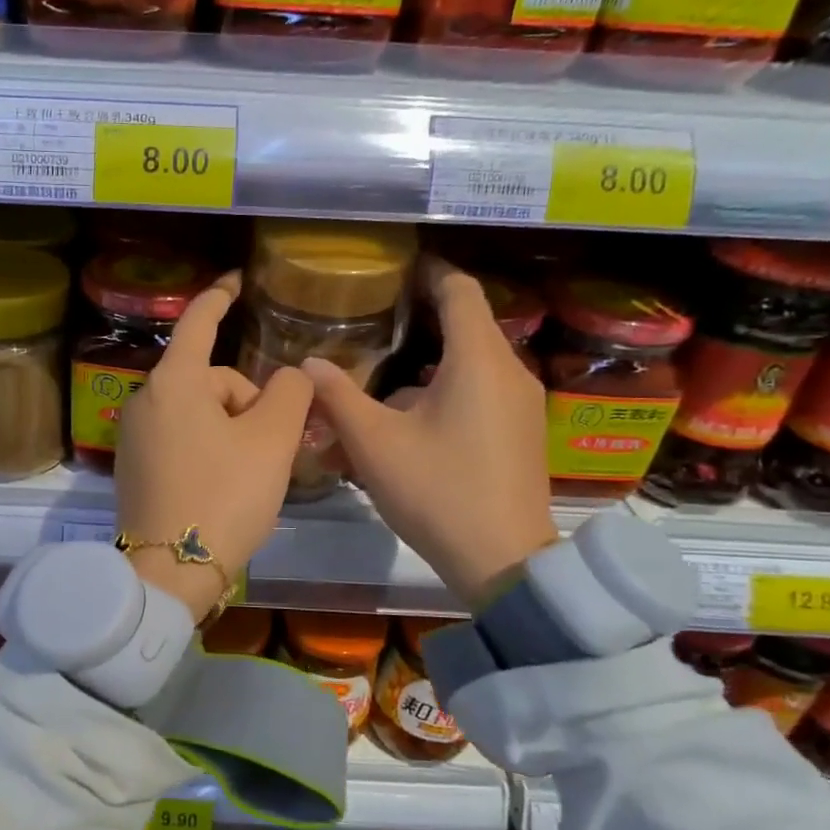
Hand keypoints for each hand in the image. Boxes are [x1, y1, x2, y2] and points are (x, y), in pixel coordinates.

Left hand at [116, 272, 313, 622]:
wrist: (169, 572)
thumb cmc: (224, 497)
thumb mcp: (272, 442)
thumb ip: (291, 394)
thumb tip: (290, 376)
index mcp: (173, 382)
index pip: (199, 322)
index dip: (221, 298)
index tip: (236, 282)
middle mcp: (145, 400)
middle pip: (210, 380)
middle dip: (247, 404)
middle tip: (271, 449)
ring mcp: (133, 435)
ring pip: (198, 412)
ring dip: (231, 430)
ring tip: (251, 474)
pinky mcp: (133, 466)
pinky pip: (180, 438)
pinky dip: (208, 448)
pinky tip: (222, 486)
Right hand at [303, 258, 558, 606]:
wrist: (504, 562)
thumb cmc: (437, 491)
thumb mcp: (374, 443)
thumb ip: (337, 397)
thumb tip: (309, 364)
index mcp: (477, 359)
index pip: (459, 289)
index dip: (428, 271)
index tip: (395, 267)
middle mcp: (507, 371)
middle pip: (461, 328)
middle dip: (415, 325)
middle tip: (370, 324)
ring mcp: (519, 404)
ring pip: (465, 368)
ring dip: (420, 372)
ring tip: (374, 389)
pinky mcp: (519, 433)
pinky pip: (476, 397)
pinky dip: (439, 397)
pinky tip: (401, 428)